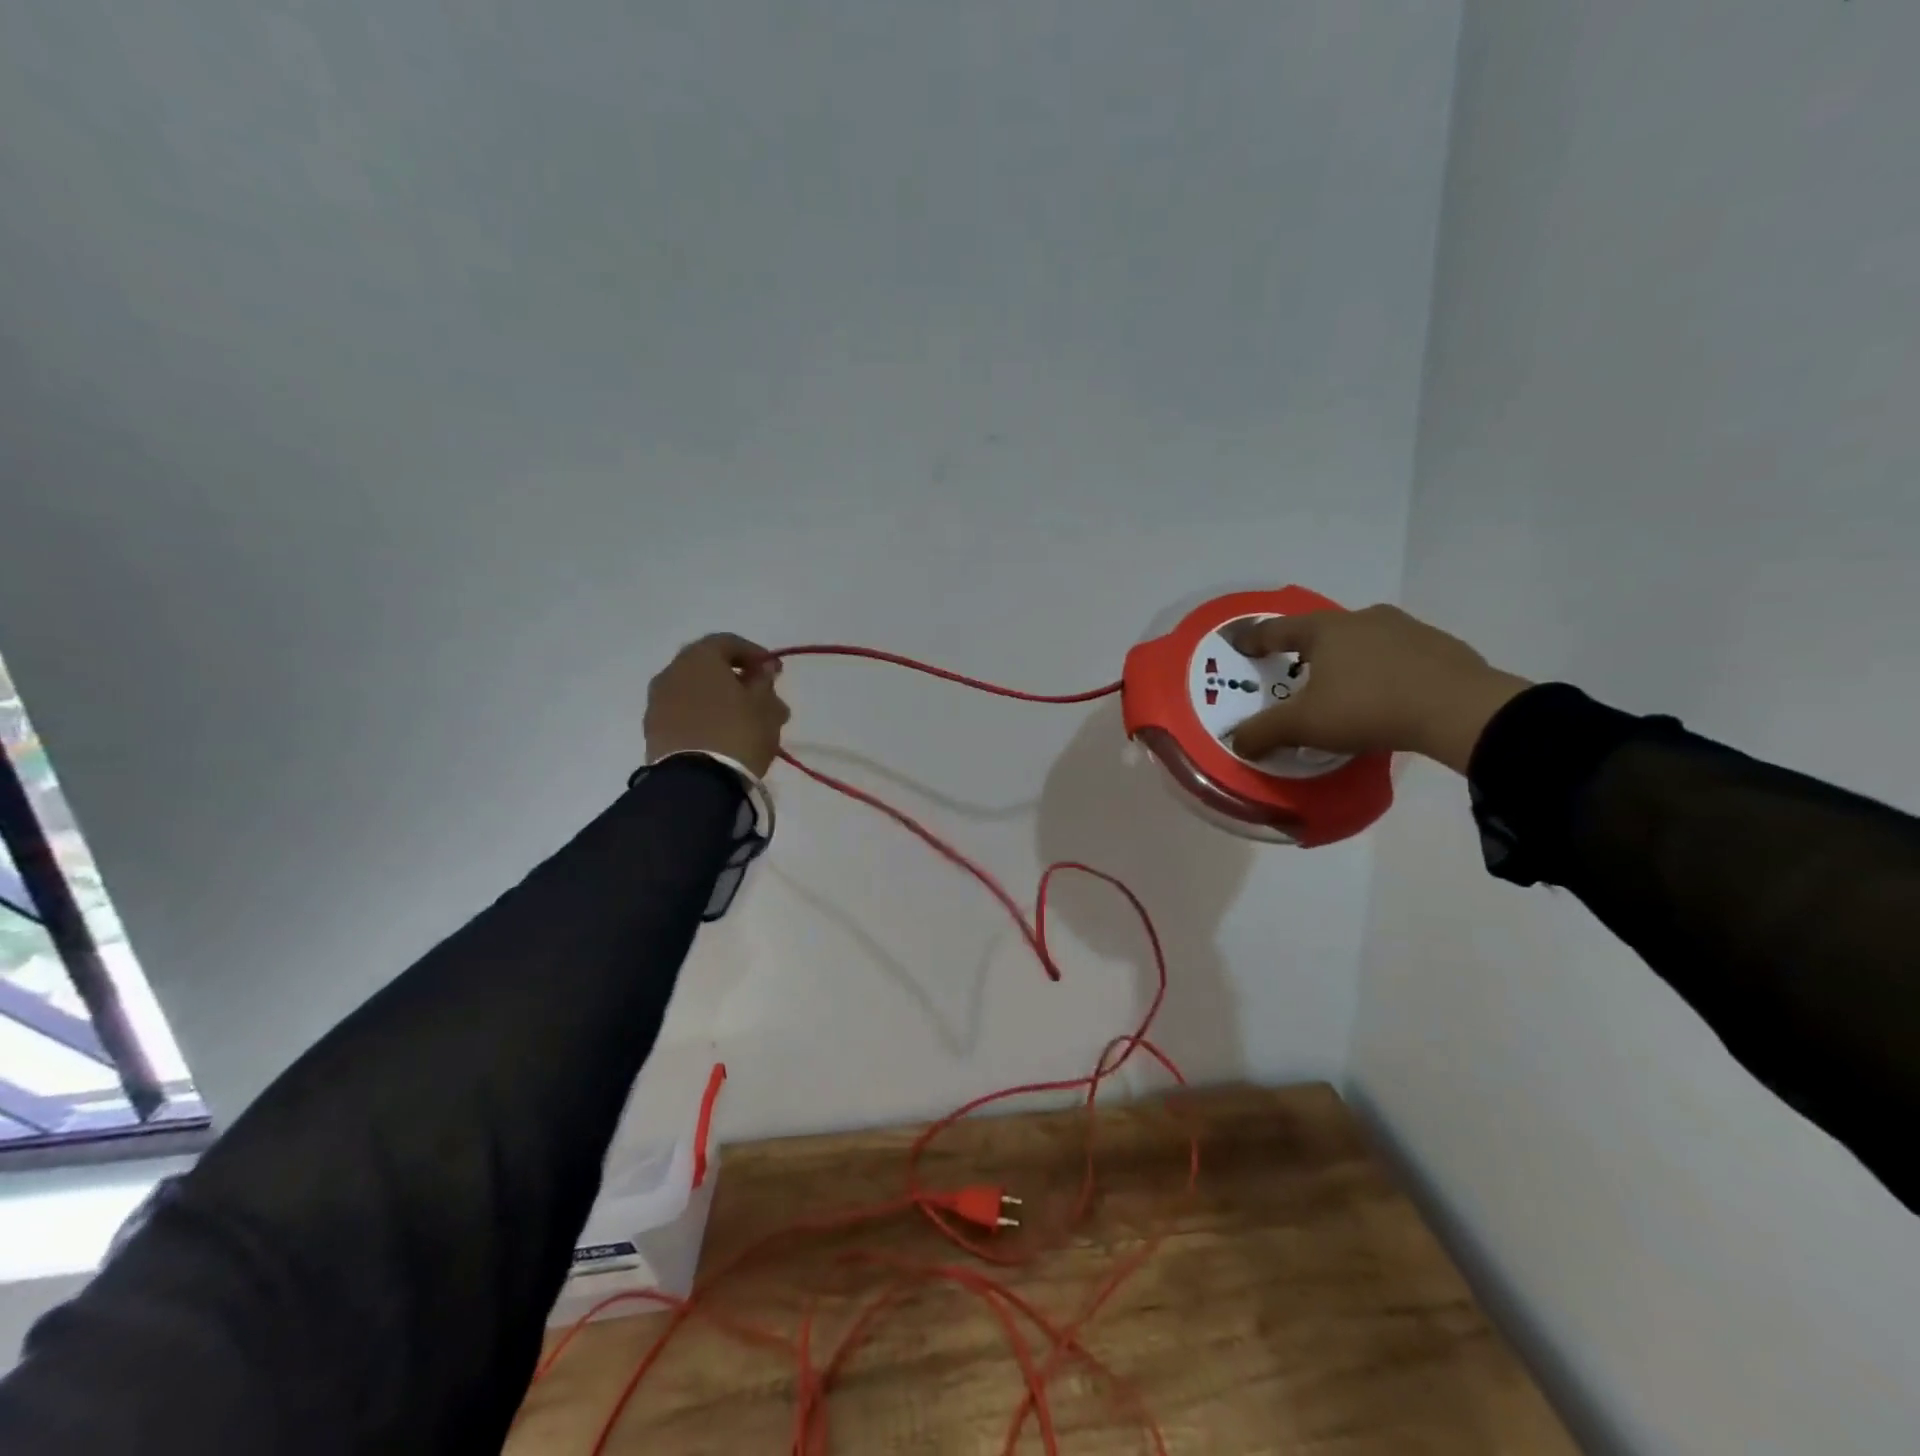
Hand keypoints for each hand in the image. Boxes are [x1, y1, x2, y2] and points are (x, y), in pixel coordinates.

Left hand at [644, 634, 789, 778]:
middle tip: (762, 699)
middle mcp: (672, 672)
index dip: (755, 654)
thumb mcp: (764, 706)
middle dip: (738, 680)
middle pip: (709, 668)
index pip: (728, 642)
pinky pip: (684, 714)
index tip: (774, 672)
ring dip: (721, 701)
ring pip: (696, 693)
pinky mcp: (653, 731)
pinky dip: (704, 718)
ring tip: (746, 724)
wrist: (696, 783)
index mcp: (699, 658)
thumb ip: (764, 681)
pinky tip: (723, 737)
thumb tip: (762, 669)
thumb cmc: (737, 733)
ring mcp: (658, 703)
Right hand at [1225, 605, 1529, 773]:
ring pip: (1362, 640)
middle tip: (1295, 671)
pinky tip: (1386, 694)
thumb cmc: (1368, 708)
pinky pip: (1397, 655)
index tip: (1240, 645)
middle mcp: (1363, 618)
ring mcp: (1406, 629)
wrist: (1460, 710)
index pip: (1278, 630)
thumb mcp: (1304, 725)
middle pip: (1322, 630)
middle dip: (1305, 649)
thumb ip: (1264, 732)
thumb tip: (1236, 742)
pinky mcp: (1440, 647)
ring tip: (1342, 686)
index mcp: (1325, 629)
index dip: (1255, 639)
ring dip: (1347, 658)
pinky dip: (1382, 670)